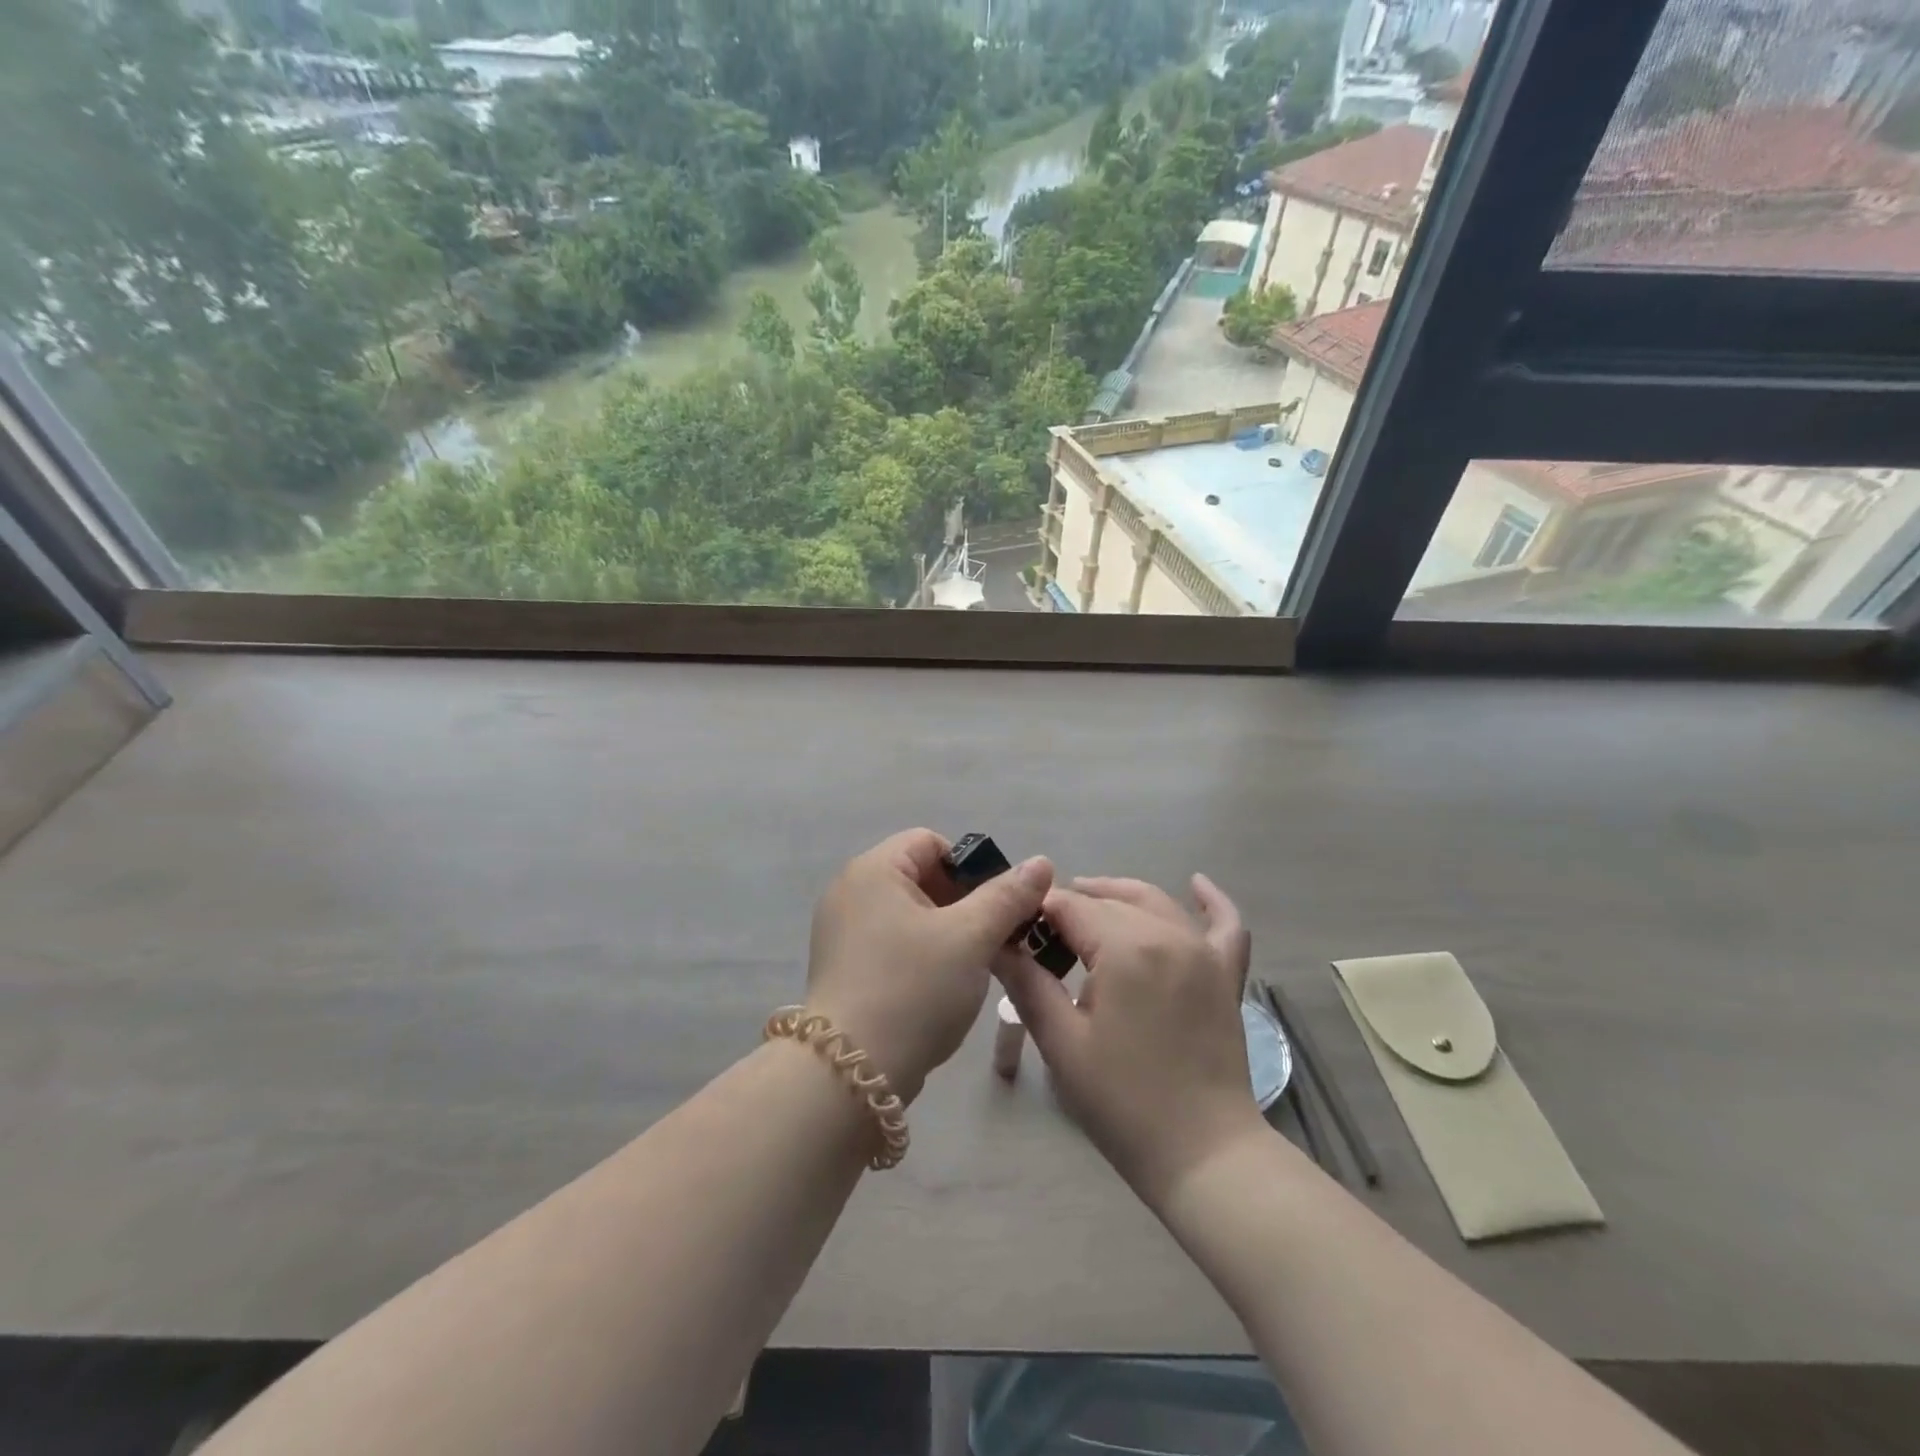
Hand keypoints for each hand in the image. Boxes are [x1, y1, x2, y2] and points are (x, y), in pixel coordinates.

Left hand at [807, 829, 1053, 1103]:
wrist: (849, 1074)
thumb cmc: (913, 989)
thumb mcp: (970, 937)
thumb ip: (1007, 896)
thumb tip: (1041, 862)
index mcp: (873, 870)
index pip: (930, 842)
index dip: (970, 867)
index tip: (995, 908)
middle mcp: (850, 892)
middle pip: (920, 877)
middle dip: (963, 903)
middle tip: (991, 939)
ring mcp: (842, 932)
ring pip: (910, 914)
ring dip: (947, 932)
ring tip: (972, 967)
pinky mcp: (844, 968)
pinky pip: (892, 944)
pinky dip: (921, 955)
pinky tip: (940, 989)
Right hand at [996, 874, 1263, 1206]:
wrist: (1203, 1154)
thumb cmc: (1122, 1102)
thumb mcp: (1062, 1042)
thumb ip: (1027, 982)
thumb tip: (997, 942)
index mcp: (1125, 948)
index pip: (1071, 906)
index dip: (1038, 912)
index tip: (1014, 930)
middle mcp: (1167, 934)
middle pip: (1110, 900)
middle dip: (1072, 906)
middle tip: (1040, 932)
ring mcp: (1203, 951)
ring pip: (1154, 901)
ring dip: (1117, 896)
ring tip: (1086, 903)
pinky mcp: (1225, 974)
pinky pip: (1225, 924)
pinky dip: (1210, 901)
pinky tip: (1196, 884)